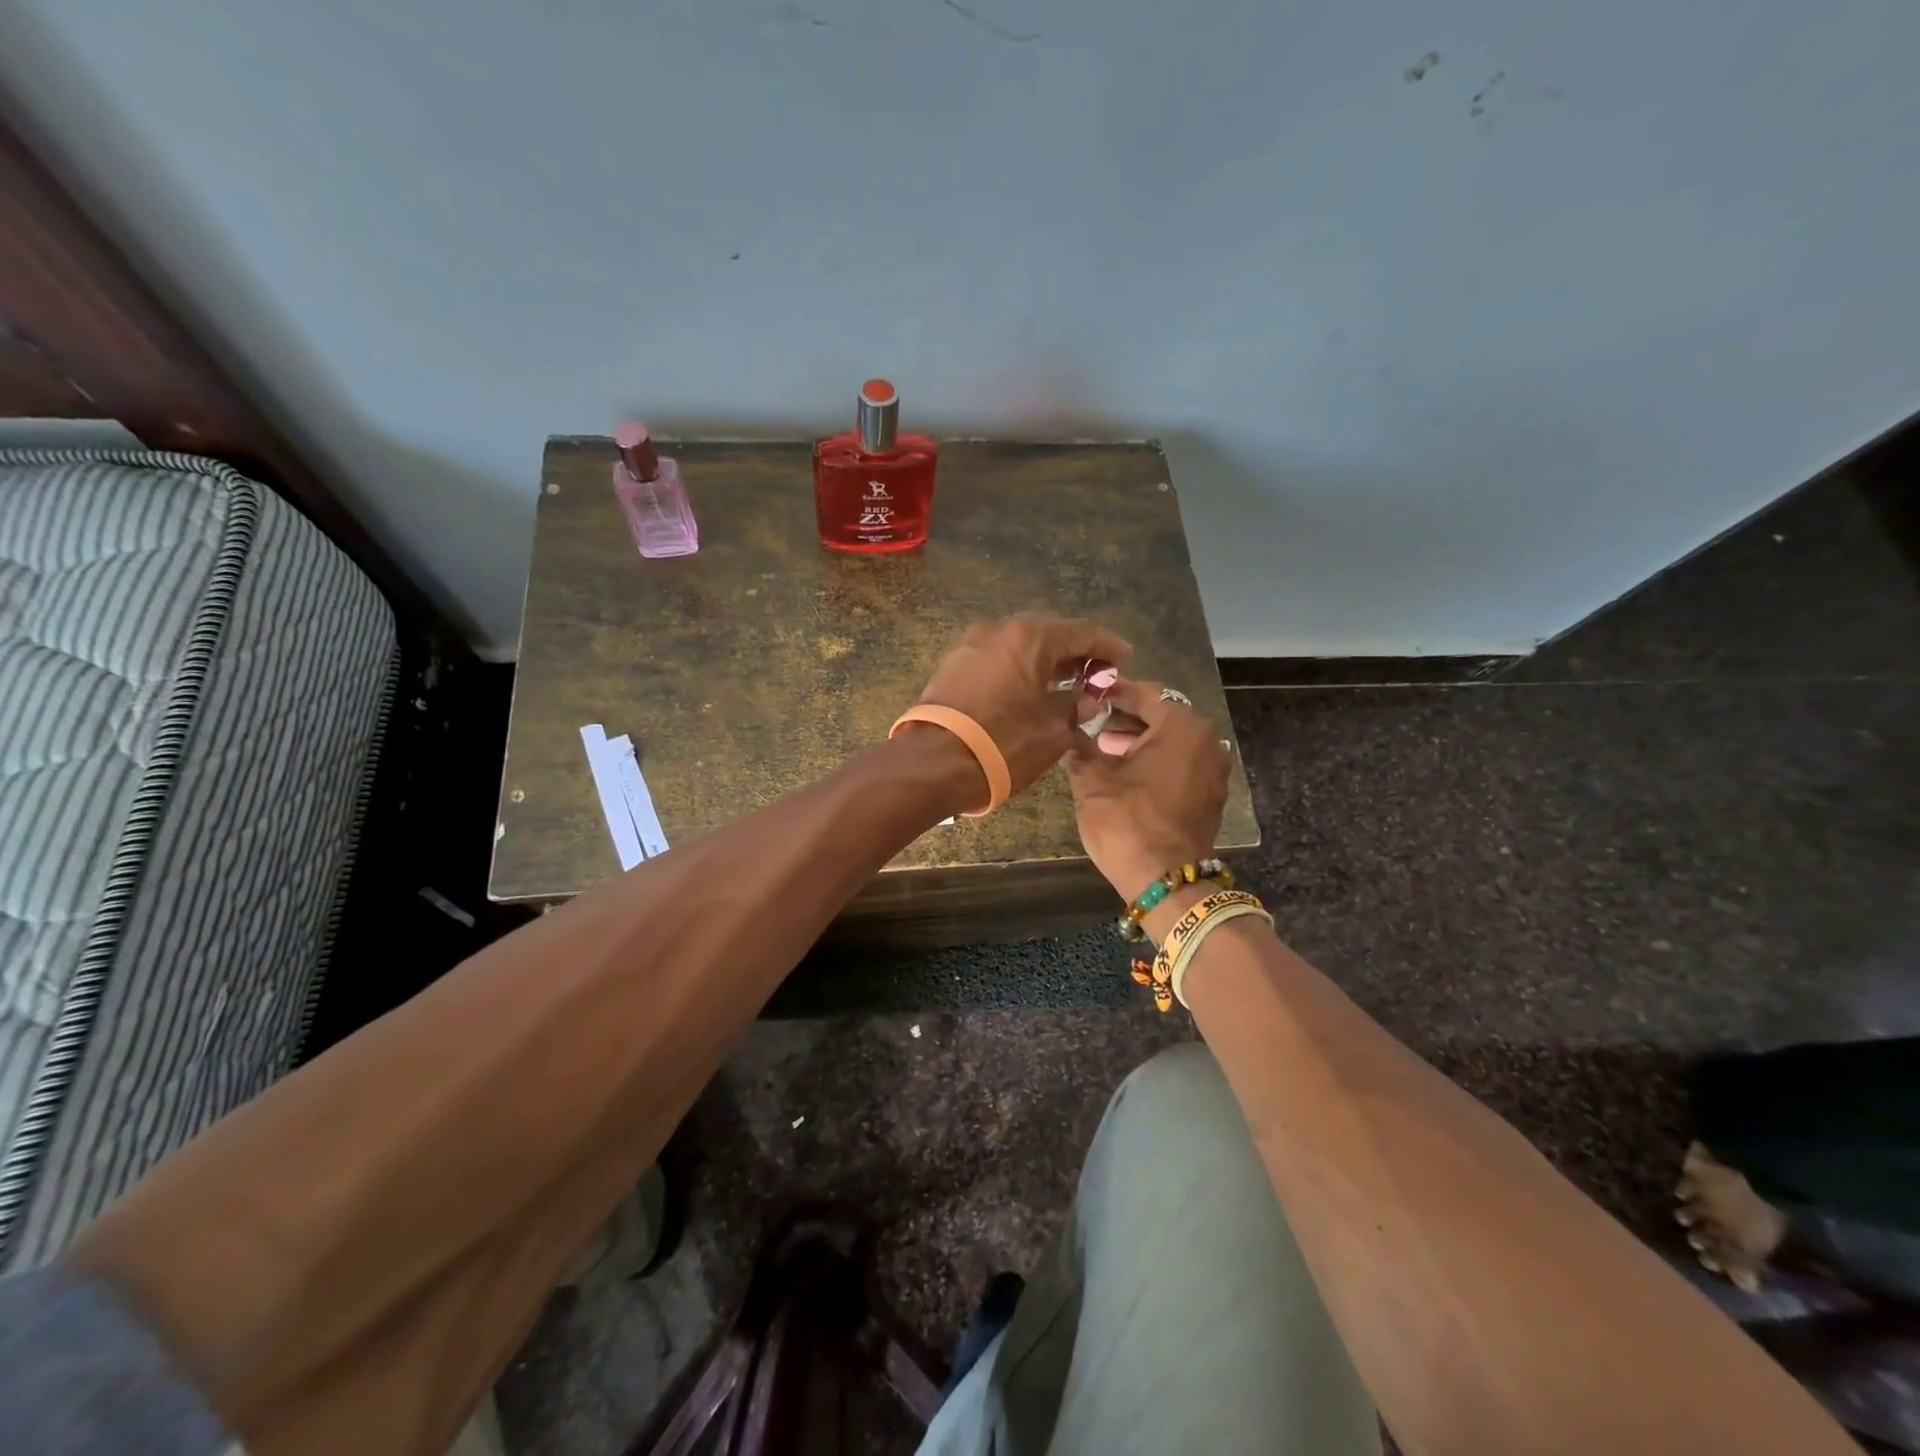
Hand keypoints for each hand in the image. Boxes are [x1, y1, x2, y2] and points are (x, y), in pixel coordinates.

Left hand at [909, 613, 1131, 801]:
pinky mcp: (952, 664)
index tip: (1124, 656)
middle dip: (1074, 649)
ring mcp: (971, 644)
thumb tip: (1085, 699)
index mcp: (1031, 638)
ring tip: (1064, 681)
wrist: (933, 763)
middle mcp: (999, 629)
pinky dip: (1017, 666)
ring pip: (1018, 642)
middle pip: (1047, 631)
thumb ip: (1074, 707)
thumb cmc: (1002, 745)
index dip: (1106, 646)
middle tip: (1094, 672)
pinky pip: (996, 656)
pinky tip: (1028, 687)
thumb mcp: (1052, 731)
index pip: (1081, 632)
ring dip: (1043, 657)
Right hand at [1063, 678, 1229, 902]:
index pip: (1143, 693)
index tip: (1086, 693)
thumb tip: (1068, 730)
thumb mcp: (1092, 781)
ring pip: (1171, 740)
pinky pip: (1180, 763)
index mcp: (1181, 726)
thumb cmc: (1127, 822)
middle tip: (1090, 721)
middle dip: (1124, 717)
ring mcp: (1212, 768)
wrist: (1165, 881)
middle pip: (1161, 715)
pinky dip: (1155, 760)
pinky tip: (1124, 771)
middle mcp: (1205, 740)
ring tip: (1101, 747)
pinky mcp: (1210, 793)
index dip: (1112, 692)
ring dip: (1138, 740)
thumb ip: (1079, 747)